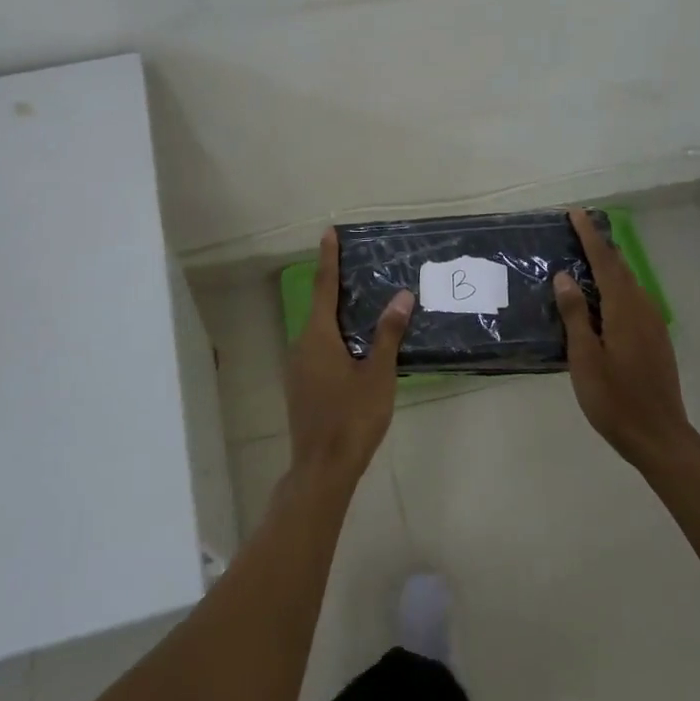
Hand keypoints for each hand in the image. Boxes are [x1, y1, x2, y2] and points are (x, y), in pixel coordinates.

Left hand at [286, 228, 413, 482]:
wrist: (323, 468)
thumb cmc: (352, 417)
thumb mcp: (378, 374)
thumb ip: (388, 334)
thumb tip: (402, 296)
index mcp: (318, 336)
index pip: (325, 287)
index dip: (328, 258)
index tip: (328, 232)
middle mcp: (302, 345)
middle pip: (321, 307)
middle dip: (338, 287)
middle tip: (359, 268)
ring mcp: (298, 368)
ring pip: (320, 331)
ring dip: (338, 316)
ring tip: (364, 306)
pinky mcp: (302, 386)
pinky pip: (319, 349)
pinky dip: (336, 338)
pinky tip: (355, 348)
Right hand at [555, 208, 699, 471]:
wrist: (660, 436)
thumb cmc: (614, 399)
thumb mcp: (584, 358)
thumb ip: (575, 314)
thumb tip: (565, 276)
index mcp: (623, 310)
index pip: (605, 262)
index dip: (589, 236)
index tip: (575, 213)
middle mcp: (642, 309)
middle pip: (620, 268)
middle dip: (599, 246)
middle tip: (576, 231)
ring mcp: (652, 324)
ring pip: (628, 283)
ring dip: (608, 267)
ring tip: (583, 261)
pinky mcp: (655, 339)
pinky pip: (633, 300)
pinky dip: (615, 288)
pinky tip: (601, 300)